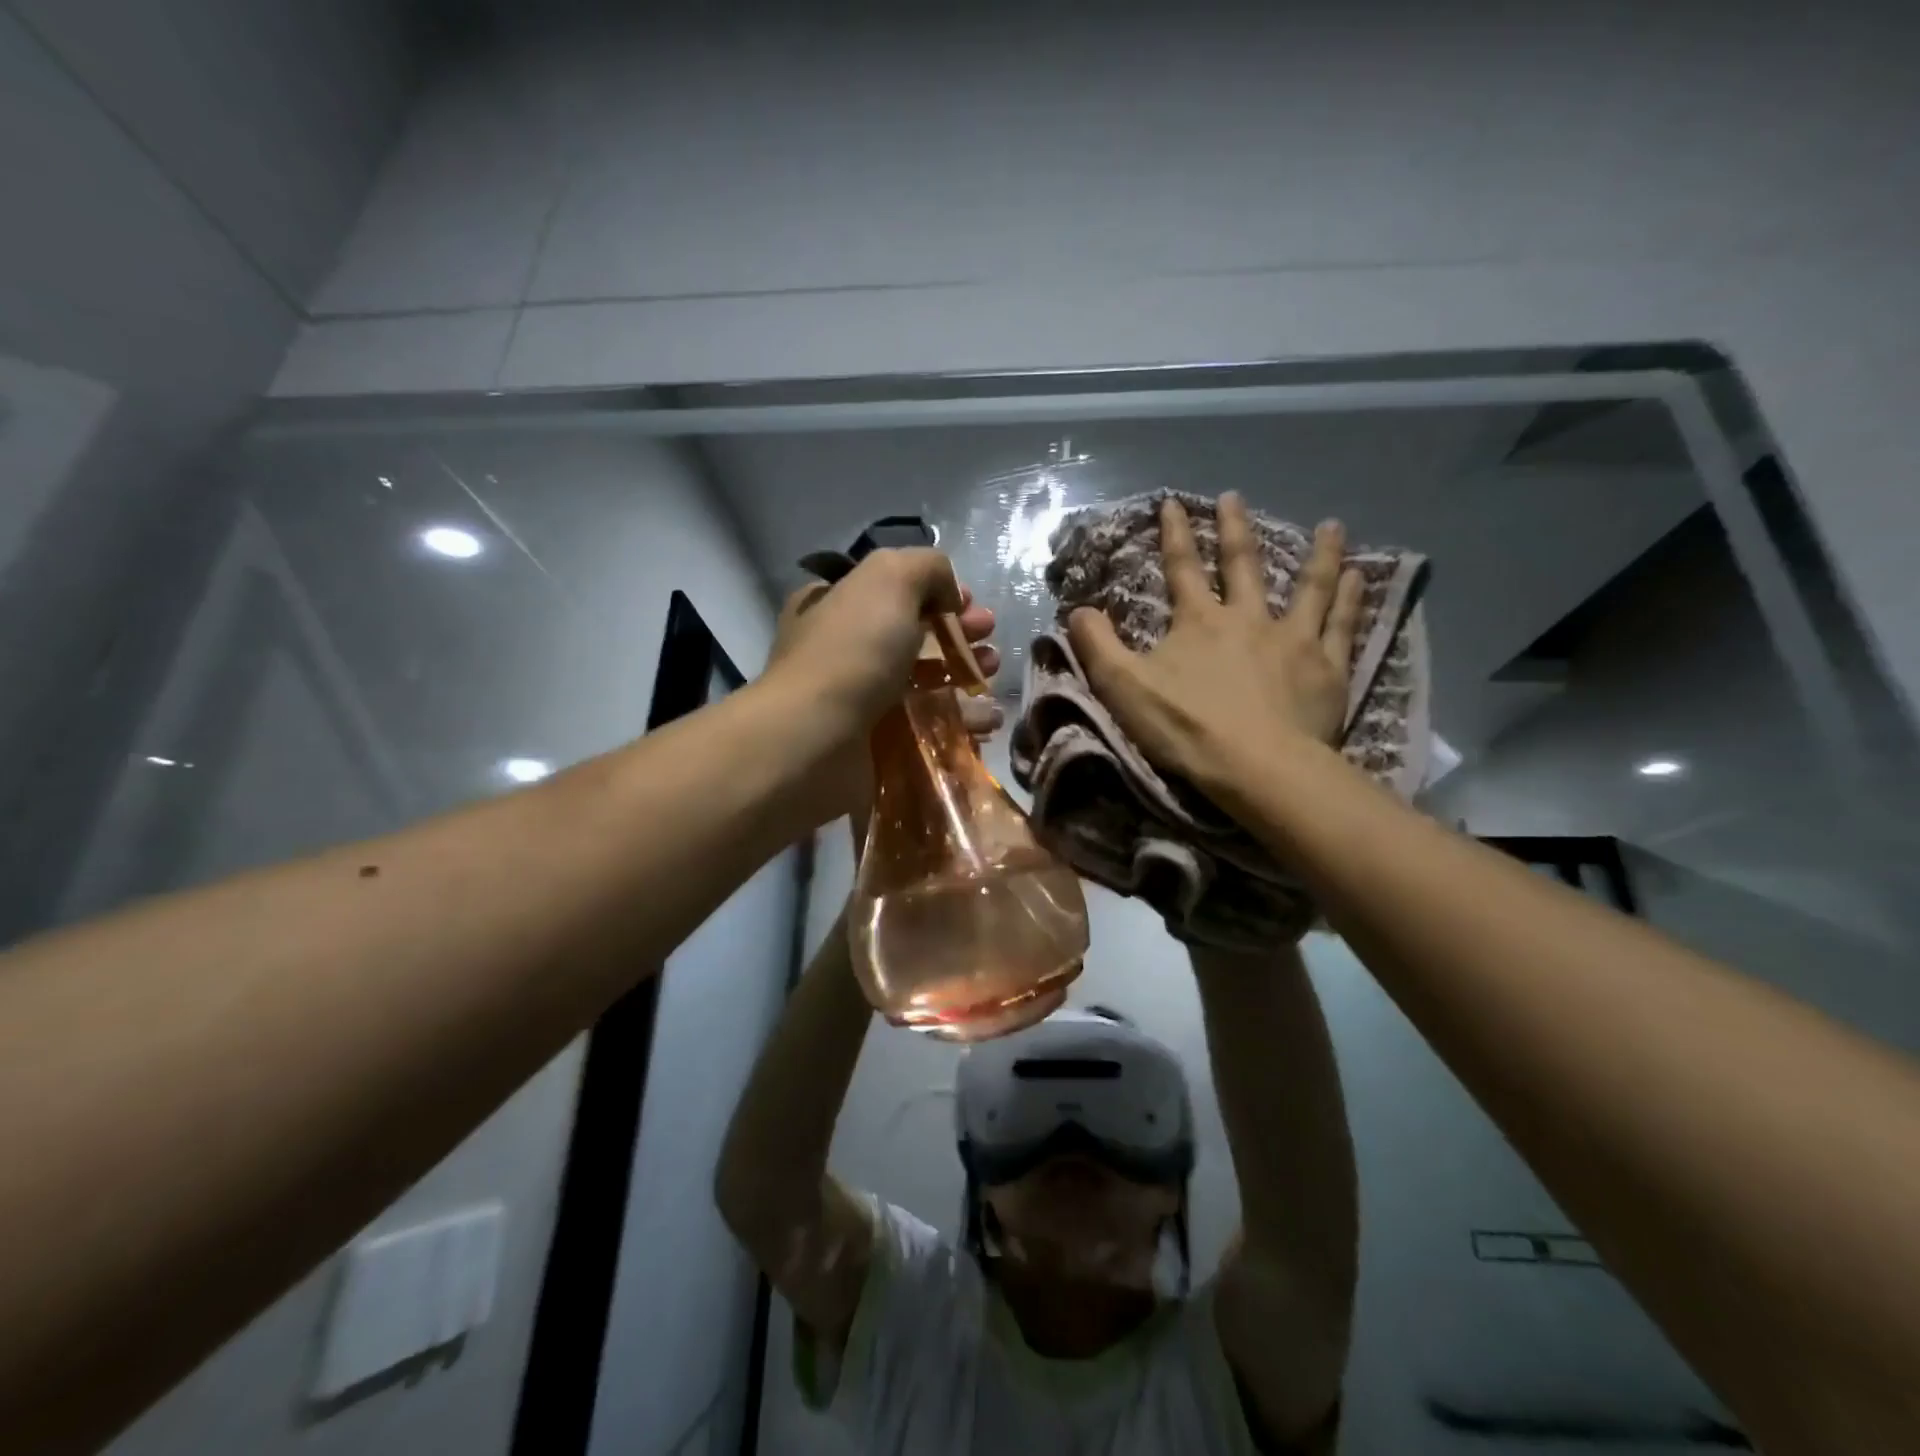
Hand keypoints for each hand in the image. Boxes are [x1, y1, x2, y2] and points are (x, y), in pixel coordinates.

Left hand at [767, 559, 1000, 829]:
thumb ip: (926, 568)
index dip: (938, 593)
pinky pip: (926, 729)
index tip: (971, 604)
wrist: (815, 740)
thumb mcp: (890, 578)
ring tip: (990, 678)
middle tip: (990, 642)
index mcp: (836, 604)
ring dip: (964, 677)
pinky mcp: (875, 744)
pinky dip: (960, 723)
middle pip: (914, 637)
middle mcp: (844, 650)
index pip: (894, 591)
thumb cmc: (852, 651)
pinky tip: (986, 722)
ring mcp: (858, 701)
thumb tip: (948, 593)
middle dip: (959, 636)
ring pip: (924, 684)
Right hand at [1067, 494, 1362, 795]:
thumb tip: (1078, 610)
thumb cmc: (1186, 727)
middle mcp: (1249, 618)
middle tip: (1235, 497)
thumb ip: (1097, 646)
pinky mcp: (1326, 668)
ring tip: (1331, 525)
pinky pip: (1341, 624)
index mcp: (1199, 622)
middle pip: (1243, 565)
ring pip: (1310, 586)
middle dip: (1235, 529)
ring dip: (1319, 554)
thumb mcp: (1123, 687)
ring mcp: (1294, 640)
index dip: (1174, 534)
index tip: (1172, 503)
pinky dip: (1352, 599)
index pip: (1182, 568)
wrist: (1256, 767)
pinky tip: (1360, 578)